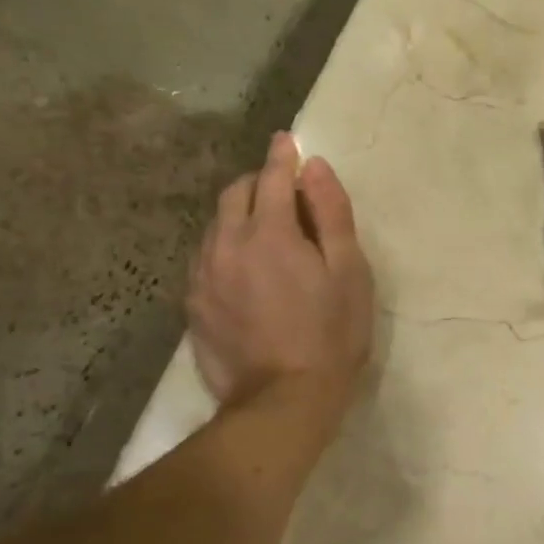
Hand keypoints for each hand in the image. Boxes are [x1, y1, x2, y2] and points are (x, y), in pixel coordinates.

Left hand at [187, 133, 374, 414]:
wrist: (282, 402)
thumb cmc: (331, 335)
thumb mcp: (349, 272)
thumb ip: (332, 214)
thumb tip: (315, 167)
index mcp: (270, 233)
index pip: (272, 177)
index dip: (282, 157)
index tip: (288, 142)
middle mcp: (227, 245)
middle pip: (235, 195)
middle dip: (258, 183)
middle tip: (283, 192)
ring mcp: (204, 276)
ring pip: (215, 226)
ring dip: (239, 215)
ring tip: (264, 231)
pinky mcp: (193, 305)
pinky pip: (205, 257)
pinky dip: (225, 247)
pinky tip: (243, 268)